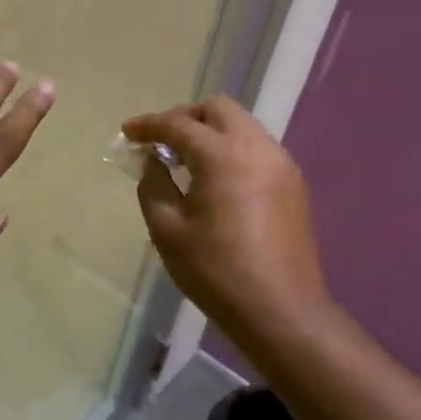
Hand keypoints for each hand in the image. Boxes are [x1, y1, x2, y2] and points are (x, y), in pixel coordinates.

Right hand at [123, 95, 328, 338]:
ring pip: (242, 125)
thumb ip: (153, 185)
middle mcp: (258, 148)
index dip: (149, 125)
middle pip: (218, 109)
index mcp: (223, 156)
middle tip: (160, 142)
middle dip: (185, 117)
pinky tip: (215, 180)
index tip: (127, 133)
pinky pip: (257, 148)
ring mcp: (282, 164)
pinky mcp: (293, 184)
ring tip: (185, 161)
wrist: (280, 310)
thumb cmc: (215, 271)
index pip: (179, 124)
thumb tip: (153, 162)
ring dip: (210, 132)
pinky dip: (231, 149)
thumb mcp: (167, 230)